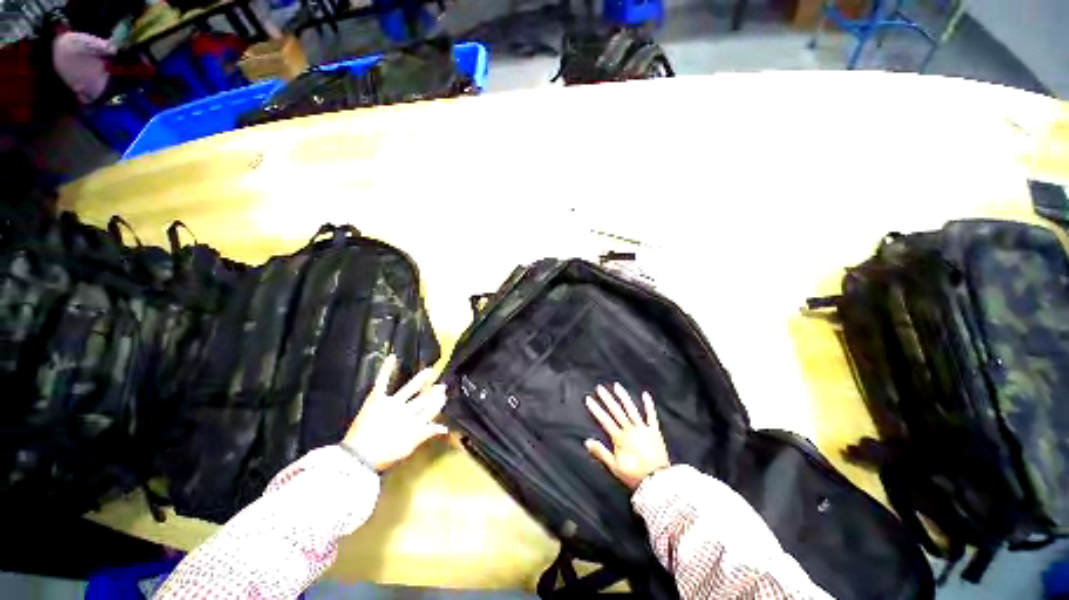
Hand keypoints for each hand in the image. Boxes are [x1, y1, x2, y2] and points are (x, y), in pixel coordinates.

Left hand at [343, 355, 447, 471]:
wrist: (359, 456)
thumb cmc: (383, 455)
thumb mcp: (408, 448)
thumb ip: (426, 434)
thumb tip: (444, 427)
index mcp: (415, 423)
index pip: (431, 410)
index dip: (438, 403)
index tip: (444, 396)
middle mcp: (406, 411)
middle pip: (424, 399)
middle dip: (434, 392)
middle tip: (441, 385)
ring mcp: (392, 404)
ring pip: (410, 389)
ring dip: (420, 380)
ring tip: (429, 371)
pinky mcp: (377, 400)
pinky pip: (383, 382)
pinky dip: (387, 369)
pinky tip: (392, 357)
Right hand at [584, 383, 670, 490]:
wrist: (658, 482)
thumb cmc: (635, 476)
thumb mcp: (615, 467)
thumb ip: (601, 452)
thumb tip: (587, 441)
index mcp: (620, 438)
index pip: (605, 420)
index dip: (596, 409)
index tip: (589, 399)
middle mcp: (631, 430)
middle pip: (617, 411)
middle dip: (607, 399)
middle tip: (600, 388)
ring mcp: (643, 429)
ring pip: (631, 409)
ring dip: (624, 397)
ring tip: (617, 386)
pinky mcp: (655, 432)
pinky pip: (651, 416)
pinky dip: (648, 405)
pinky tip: (645, 395)